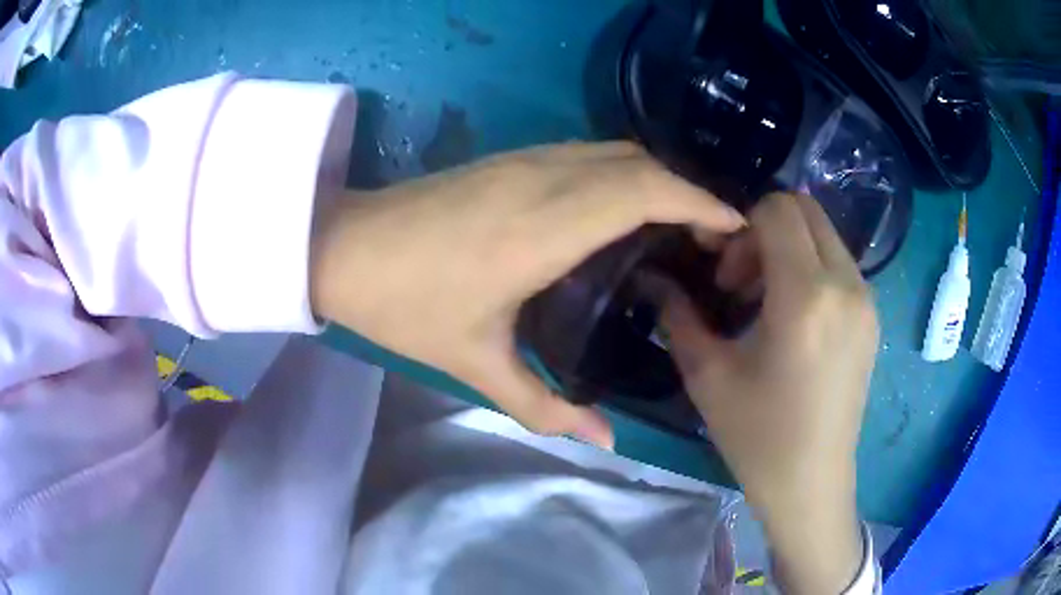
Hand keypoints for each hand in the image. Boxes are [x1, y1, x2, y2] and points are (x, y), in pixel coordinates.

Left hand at [310, 142, 743, 449]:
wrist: (344, 249)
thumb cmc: (405, 303)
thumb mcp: (475, 363)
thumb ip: (545, 406)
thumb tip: (604, 441)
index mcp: (543, 226)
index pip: (645, 190)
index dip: (699, 201)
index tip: (734, 227)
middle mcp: (544, 178)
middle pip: (640, 163)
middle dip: (688, 191)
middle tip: (712, 240)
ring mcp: (525, 160)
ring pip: (614, 151)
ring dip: (656, 179)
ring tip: (679, 226)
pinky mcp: (510, 157)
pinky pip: (587, 153)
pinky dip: (623, 173)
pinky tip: (624, 211)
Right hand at [660, 193, 877, 593]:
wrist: (811, 484)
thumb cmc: (758, 437)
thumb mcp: (708, 376)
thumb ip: (678, 315)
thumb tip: (656, 279)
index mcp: (807, 297)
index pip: (777, 210)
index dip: (741, 228)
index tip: (726, 278)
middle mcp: (846, 286)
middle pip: (806, 209)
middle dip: (766, 230)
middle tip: (743, 282)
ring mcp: (866, 300)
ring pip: (824, 234)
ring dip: (790, 249)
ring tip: (766, 303)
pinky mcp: (872, 317)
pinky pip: (838, 263)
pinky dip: (811, 268)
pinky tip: (794, 319)